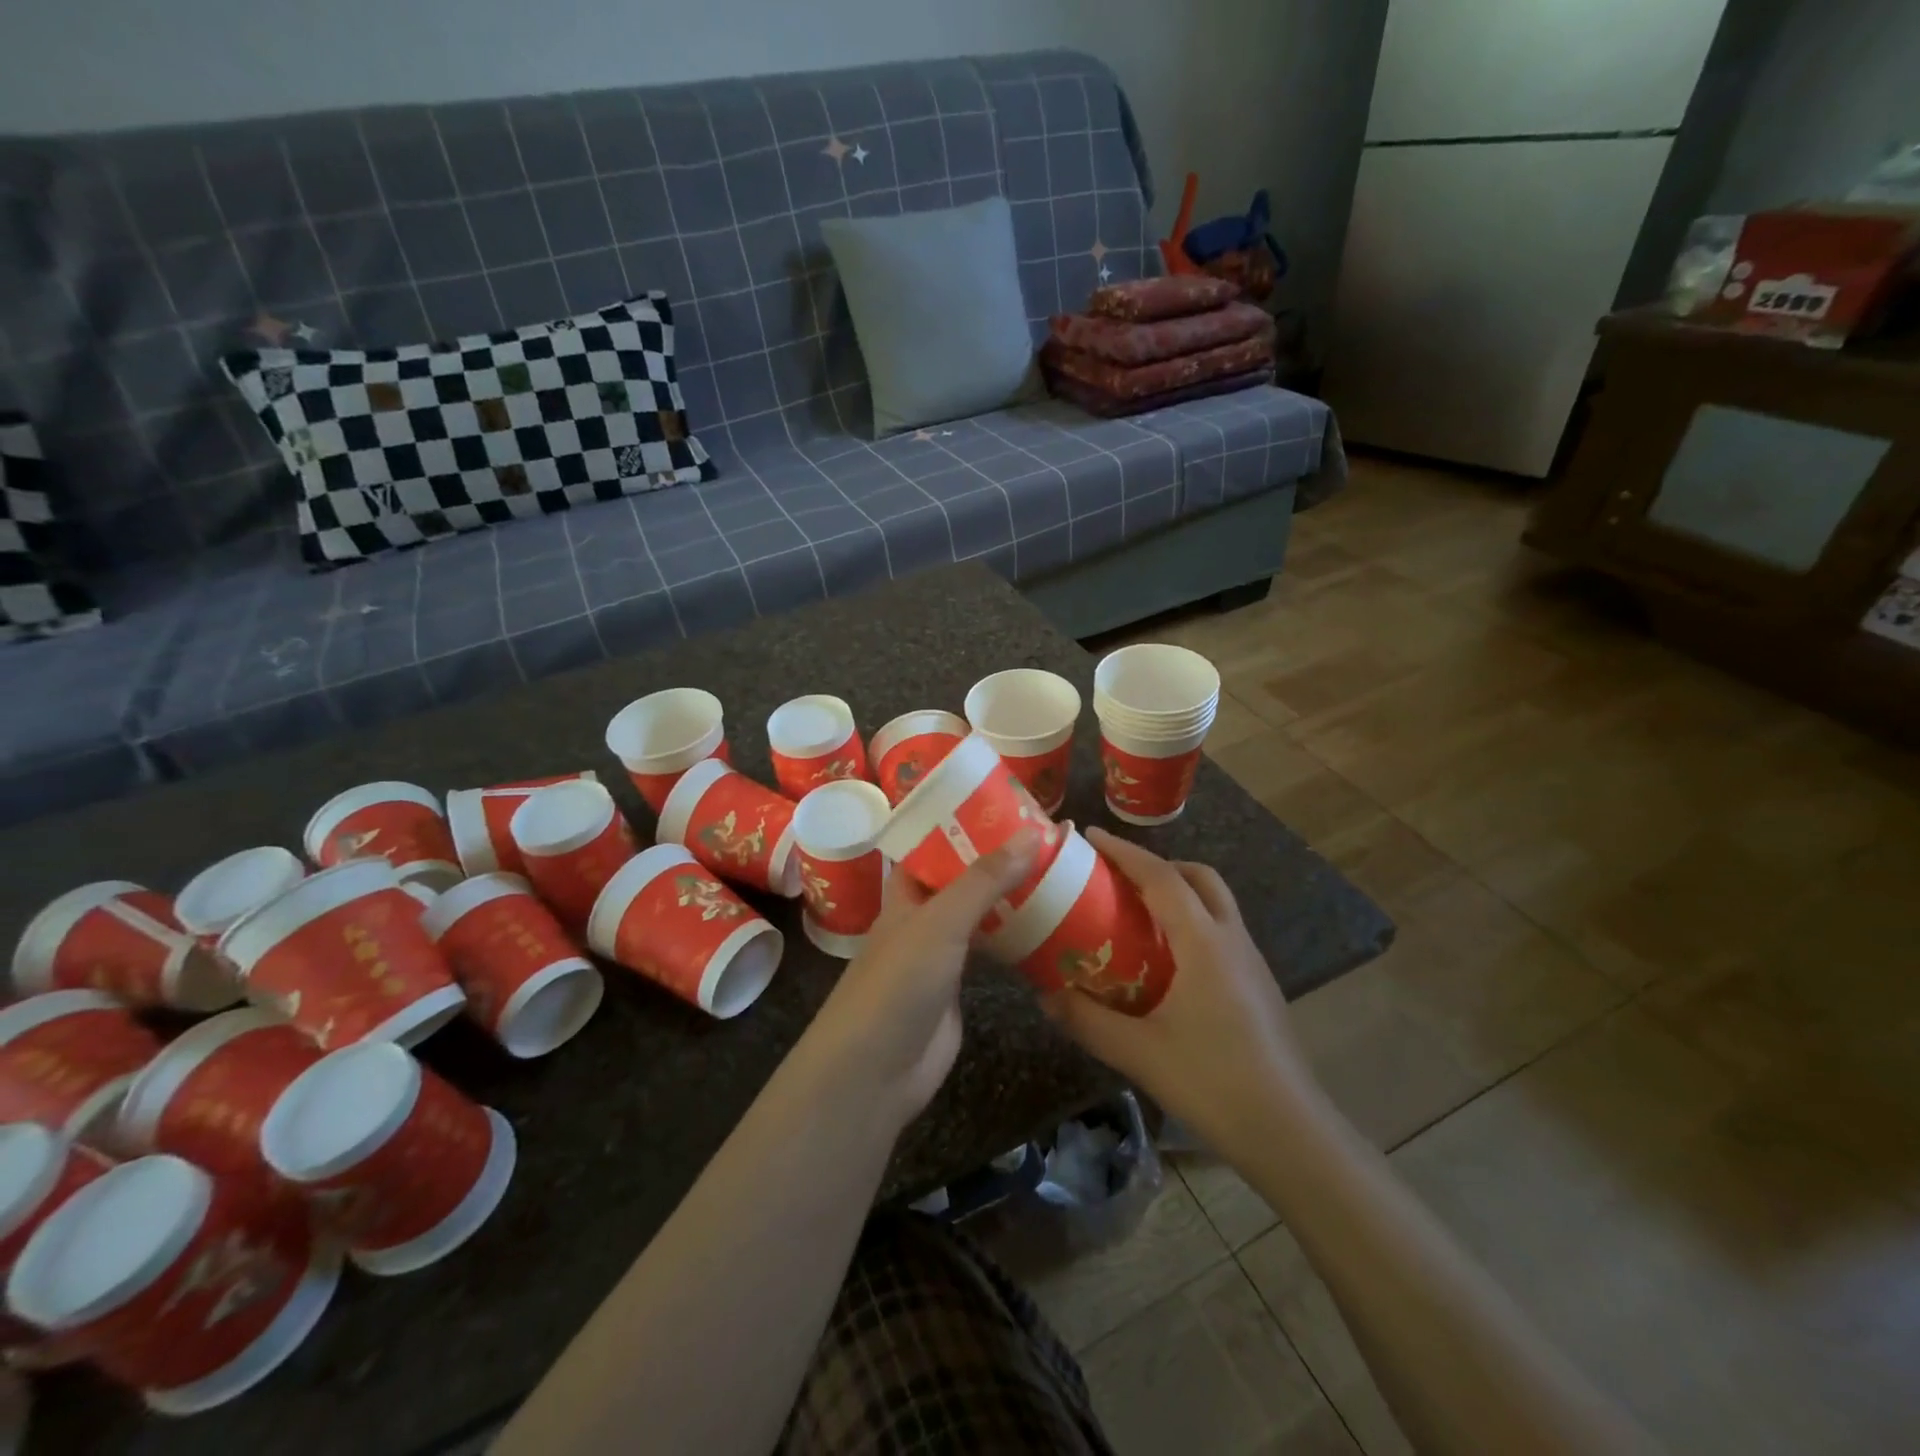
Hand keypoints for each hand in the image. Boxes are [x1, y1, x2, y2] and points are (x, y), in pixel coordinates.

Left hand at [797, 831, 1041, 1132]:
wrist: (876, 1070)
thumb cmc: (898, 983)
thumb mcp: (940, 921)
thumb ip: (984, 879)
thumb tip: (1033, 832)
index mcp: (905, 892)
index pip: (932, 845)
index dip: (963, 823)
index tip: (1006, 802)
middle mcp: (921, 917)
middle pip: (961, 878)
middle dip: (997, 858)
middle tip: (1047, 834)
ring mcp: (940, 954)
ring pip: (979, 914)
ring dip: (1009, 896)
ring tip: (1056, 869)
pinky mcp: (959, 987)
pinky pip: (990, 951)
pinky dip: (1014, 936)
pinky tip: (1048, 923)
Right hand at [1043, 828, 1324, 1155]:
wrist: (1290, 1133)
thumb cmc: (1213, 1083)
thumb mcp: (1138, 1052)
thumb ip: (1087, 1020)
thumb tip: (1044, 996)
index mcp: (1204, 944)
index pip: (1162, 878)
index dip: (1125, 852)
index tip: (1092, 836)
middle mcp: (1232, 941)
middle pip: (1200, 878)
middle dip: (1159, 864)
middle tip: (1120, 877)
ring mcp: (1252, 964)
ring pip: (1217, 904)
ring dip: (1180, 892)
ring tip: (1138, 915)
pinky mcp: (1259, 988)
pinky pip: (1222, 933)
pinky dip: (1193, 923)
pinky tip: (1168, 963)